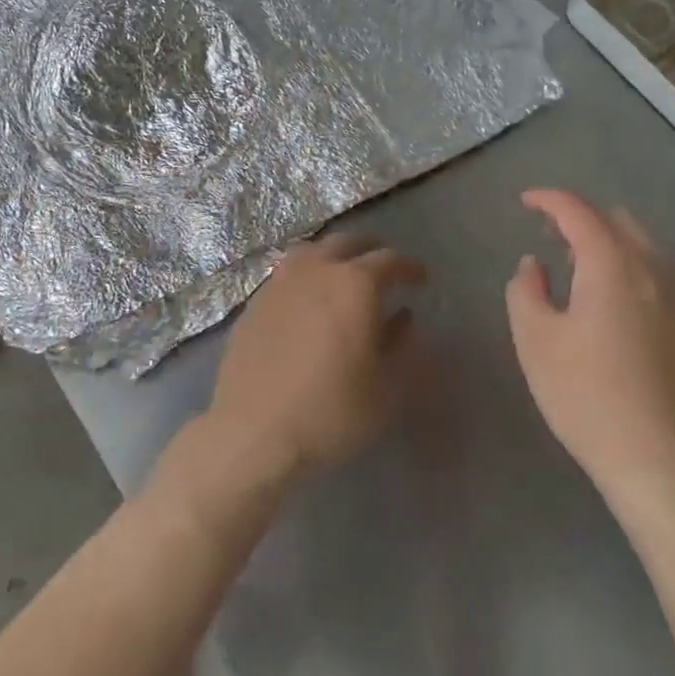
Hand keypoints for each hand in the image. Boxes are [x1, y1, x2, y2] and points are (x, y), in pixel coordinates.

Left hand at [207, 233, 426, 482]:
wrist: (254, 432)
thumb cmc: (331, 412)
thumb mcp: (384, 388)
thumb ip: (399, 344)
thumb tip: (402, 318)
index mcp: (355, 284)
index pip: (389, 260)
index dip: (409, 267)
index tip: (421, 278)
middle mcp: (317, 270)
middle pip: (347, 243)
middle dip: (370, 249)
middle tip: (384, 266)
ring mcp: (280, 283)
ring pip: (311, 251)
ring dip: (333, 255)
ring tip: (343, 272)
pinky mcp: (254, 303)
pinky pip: (286, 274)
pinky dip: (305, 275)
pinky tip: (307, 299)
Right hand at [505, 189, 674, 499]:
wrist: (667, 463)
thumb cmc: (590, 398)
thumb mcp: (536, 342)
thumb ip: (525, 290)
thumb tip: (534, 264)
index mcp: (612, 263)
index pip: (577, 210)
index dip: (548, 199)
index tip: (525, 201)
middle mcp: (655, 266)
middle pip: (616, 219)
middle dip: (580, 219)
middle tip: (551, 239)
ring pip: (644, 244)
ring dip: (609, 242)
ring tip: (581, 271)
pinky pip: (662, 270)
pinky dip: (634, 266)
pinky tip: (618, 302)